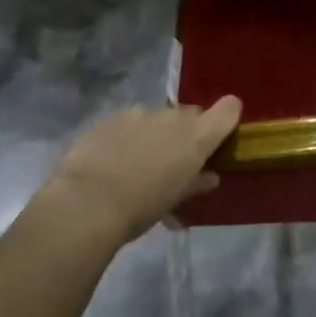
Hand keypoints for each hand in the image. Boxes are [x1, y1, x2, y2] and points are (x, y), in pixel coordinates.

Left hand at [38, 98, 242, 243]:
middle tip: (176, 159)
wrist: (87, 202)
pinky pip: (127, 123)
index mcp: (196, 136)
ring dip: (155, 133)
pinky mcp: (110, 118)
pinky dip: (127, 136)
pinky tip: (113, 160)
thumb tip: (210, 177)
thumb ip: (196, 183)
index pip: (228, 109)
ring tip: (139, 162)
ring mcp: (138, 114)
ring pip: (156, 118)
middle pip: (190, 114)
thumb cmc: (142, 207)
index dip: (229, 116)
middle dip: (187, 132)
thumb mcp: (175, 200)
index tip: (222, 132)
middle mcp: (171, 117)